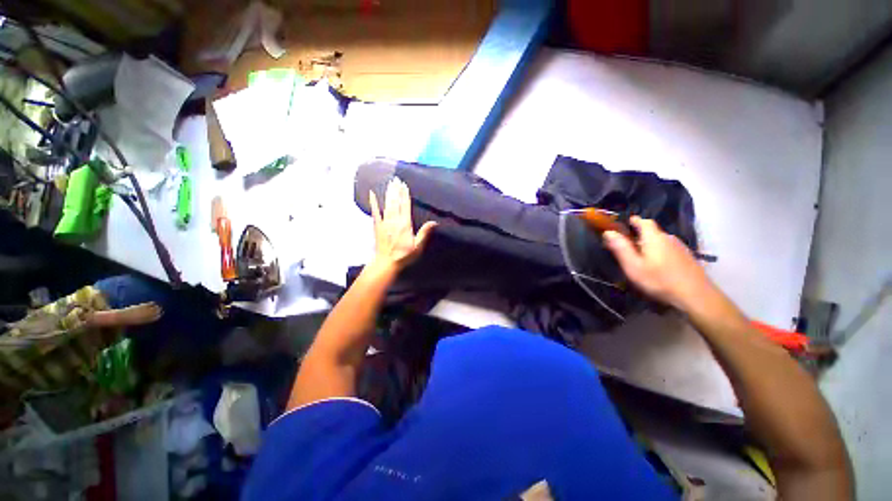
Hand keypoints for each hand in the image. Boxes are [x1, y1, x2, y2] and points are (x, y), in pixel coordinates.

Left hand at [368, 177, 436, 272]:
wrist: (386, 263)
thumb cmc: (404, 256)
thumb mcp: (418, 246)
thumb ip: (424, 233)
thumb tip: (434, 222)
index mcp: (405, 225)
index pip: (405, 206)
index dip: (405, 195)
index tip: (404, 185)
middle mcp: (394, 221)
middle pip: (396, 202)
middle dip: (396, 190)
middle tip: (396, 179)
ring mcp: (384, 222)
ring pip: (387, 204)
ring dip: (388, 193)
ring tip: (390, 183)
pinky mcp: (377, 226)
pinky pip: (375, 212)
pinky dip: (374, 202)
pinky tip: (372, 194)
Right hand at [603, 216, 716, 311]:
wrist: (696, 296)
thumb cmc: (660, 280)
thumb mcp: (633, 266)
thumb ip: (621, 248)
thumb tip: (608, 232)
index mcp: (654, 237)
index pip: (643, 221)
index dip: (633, 221)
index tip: (623, 224)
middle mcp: (668, 238)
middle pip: (652, 232)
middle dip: (639, 235)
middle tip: (627, 246)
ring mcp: (680, 247)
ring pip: (661, 241)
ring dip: (650, 245)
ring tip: (641, 257)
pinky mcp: (687, 257)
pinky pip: (669, 249)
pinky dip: (660, 252)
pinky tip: (657, 265)